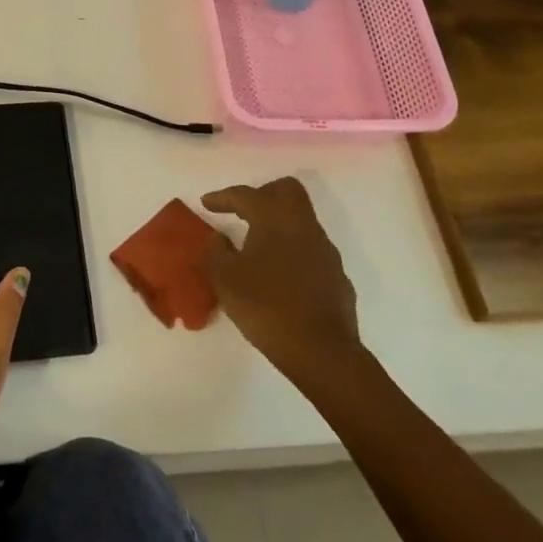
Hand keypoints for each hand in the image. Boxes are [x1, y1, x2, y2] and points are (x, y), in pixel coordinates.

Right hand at [202, 177, 360, 383]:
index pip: (246, 194)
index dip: (223, 196)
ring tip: (256, 245)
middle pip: (286, 190)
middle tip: (241, 211)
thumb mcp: (224, 279)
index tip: (207, 203)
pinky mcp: (336, 275)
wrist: (321, 350)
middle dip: (262, 194)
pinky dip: (291, 250)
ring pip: (301, 219)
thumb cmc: (266, 306)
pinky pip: (310, 248)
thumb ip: (216, 251)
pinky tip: (278, 273)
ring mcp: (325, 250)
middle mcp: (303, 226)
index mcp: (274, 219)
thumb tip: (219, 238)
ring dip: (278, 224)